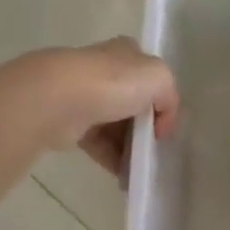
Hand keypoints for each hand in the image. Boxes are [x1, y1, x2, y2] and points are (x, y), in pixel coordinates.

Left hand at [29, 38, 179, 178]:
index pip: (150, 77)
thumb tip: (162, 120)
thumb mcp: (160, 79)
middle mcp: (105, 71)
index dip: (162, 102)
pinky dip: (111, 159)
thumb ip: (170, 97)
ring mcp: (85, 96)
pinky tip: (123, 176)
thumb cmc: (114, 82)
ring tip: (139, 170)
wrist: (59, 99)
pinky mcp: (69, 122)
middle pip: (133, 104)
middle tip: (154, 152)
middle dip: (145, 129)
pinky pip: (97, 143)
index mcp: (127, 53)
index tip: (165, 128)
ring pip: (115, 126)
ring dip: (129, 148)